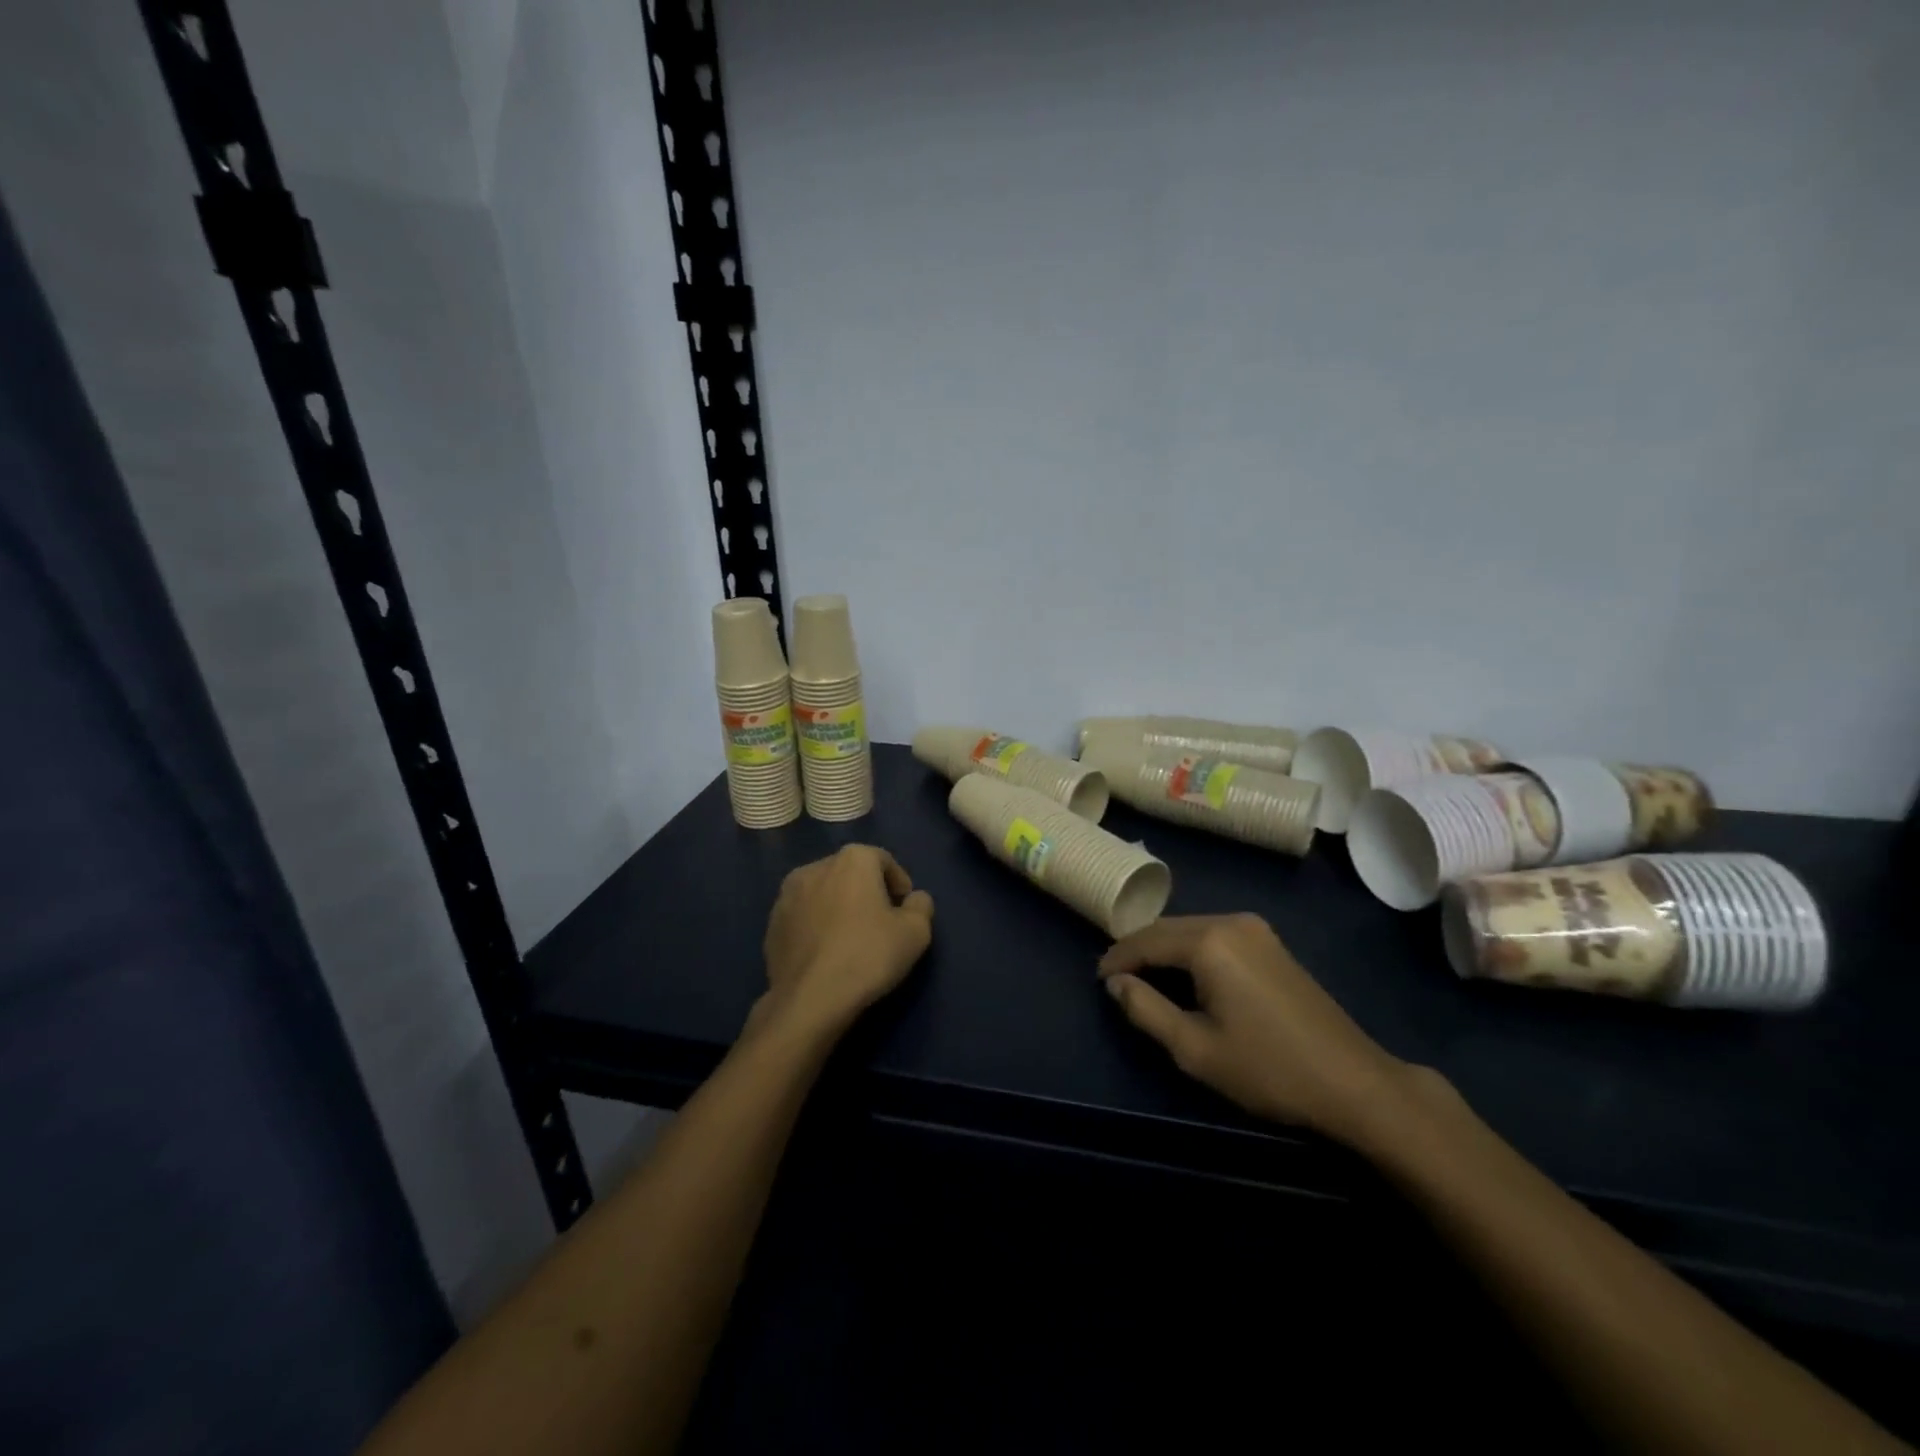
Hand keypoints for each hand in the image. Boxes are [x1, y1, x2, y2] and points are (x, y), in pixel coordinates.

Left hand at [757, 845, 934, 1036]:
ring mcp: (787, 895)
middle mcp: (815, 867)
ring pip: (823, 893)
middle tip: (881, 923)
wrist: (809, 999)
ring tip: (850, 938)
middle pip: (850, 873)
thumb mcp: (915, 933)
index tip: (905, 909)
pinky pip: (803, 917)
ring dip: (838, 907)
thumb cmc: (868, 955)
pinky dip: (816, 926)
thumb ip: (921, 906)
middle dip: (867, 891)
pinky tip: (825, 953)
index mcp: (852, 859)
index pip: (884, 861)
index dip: (899, 883)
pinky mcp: (770, 924)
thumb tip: (914, 899)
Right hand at [1098, 914, 1409, 1142]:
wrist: (1354, 1082)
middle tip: (1115, 979)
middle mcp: (1231, 922)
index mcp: (1209, 942)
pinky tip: (1184, 974)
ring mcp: (1255, 929)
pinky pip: (1215, 936)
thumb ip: (1146, 1010)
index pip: (1146, 940)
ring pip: (1191, 929)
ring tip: (1143, 978)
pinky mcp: (1271, 943)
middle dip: (1138, 950)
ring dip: (1163, 949)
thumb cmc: (1268, 1069)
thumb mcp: (1195, 1049)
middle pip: (1167, 928)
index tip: (1098, 980)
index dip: (1117, 959)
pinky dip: (1190, 950)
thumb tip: (1115, 984)